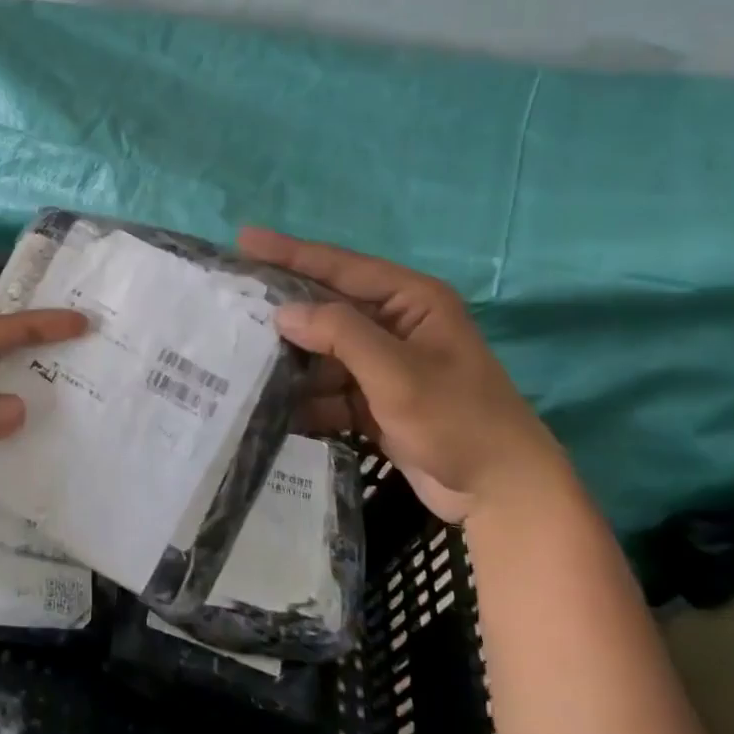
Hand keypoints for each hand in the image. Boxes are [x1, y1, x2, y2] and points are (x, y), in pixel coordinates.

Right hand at [238, 228, 569, 522]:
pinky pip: (330, 388)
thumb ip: (340, 334)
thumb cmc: (458, 420)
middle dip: (283, 310)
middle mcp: (396, 324)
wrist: (502, 493)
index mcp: (411, 301)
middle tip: (231, 301)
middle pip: (327, 308)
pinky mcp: (377, 400)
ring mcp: (385, 364)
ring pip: (324, 352)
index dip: (291, 252)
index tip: (244, 239)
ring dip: (291, 361)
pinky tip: (275, 409)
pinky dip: (307, 399)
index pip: (341, 266)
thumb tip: (283, 312)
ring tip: (240, 361)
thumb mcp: (397, 372)